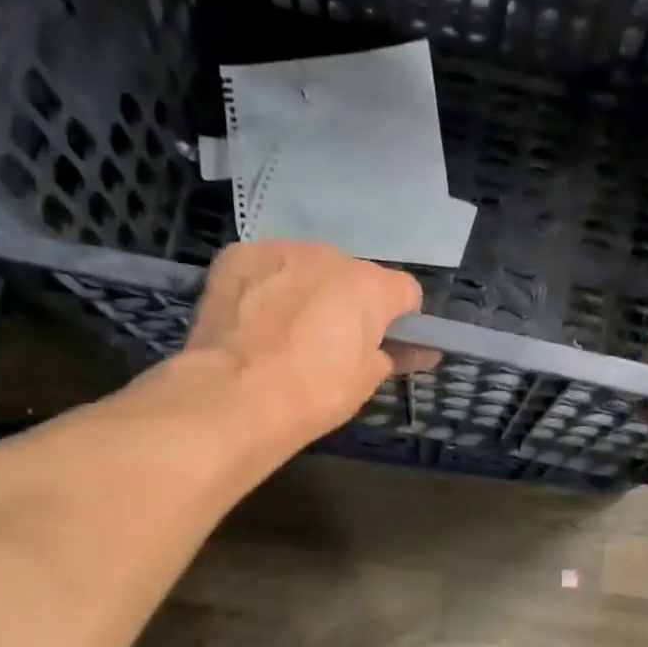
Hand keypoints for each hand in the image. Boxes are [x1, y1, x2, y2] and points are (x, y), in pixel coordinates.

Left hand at [180, 240, 429, 444]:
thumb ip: (392, 355)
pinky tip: (251, 317)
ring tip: (284, 331)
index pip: (405, 292)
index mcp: (370, 287)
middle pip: (353, 276)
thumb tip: (414, 350)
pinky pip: (264, 266)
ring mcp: (280, 250)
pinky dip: (264, 286)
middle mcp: (330, 256)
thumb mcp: (365, 383)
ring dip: (306, 290)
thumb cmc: (312, 394)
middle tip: (329, 344)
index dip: (400, 320)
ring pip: (306, 267)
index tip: (385, 344)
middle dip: (348, 303)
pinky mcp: (237, 255)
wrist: (233, 396)